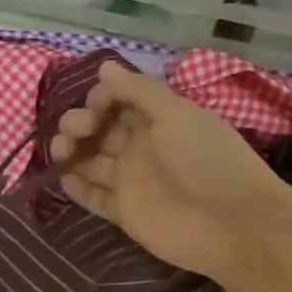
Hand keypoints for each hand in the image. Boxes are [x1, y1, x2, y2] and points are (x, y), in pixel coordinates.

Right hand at [51, 60, 291, 287]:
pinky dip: (76, 187)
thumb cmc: (206, 160)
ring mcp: (132, 181)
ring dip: (71, 151)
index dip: (100, 99)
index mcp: (158, 120)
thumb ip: (138, 90)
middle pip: (100, 130)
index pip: (118, 102)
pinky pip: (94, 196)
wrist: (232, 224)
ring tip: (59, 151)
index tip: (93, 105)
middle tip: (76, 130)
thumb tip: (105, 67)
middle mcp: (142, 148)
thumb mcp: (175, 114)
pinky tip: (61, 176)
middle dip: (79, 123)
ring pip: (91, 161)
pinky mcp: (124, 212)